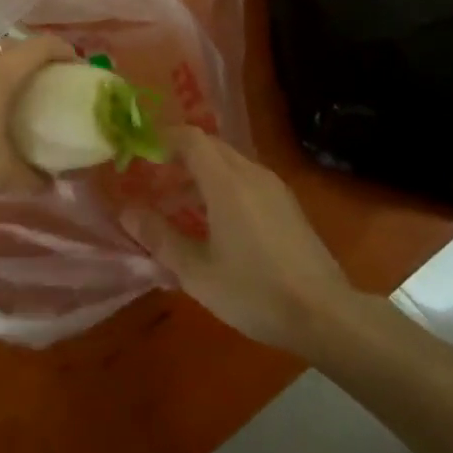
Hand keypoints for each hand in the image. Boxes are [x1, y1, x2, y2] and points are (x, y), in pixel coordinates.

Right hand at [120, 126, 355, 352]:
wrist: (326, 314)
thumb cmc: (254, 291)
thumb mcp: (197, 271)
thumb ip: (159, 237)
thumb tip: (127, 210)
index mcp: (226, 181)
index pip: (191, 138)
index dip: (163, 138)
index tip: (140, 153)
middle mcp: (251, 173)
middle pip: (210, 146)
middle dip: (179, 157)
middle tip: (154, 180)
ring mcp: (274, 187)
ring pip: (230, 163)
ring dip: (201, 174)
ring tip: (178, 205)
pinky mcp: (287, 205)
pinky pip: (247, 180)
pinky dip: (223, 186)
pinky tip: (216, 223)